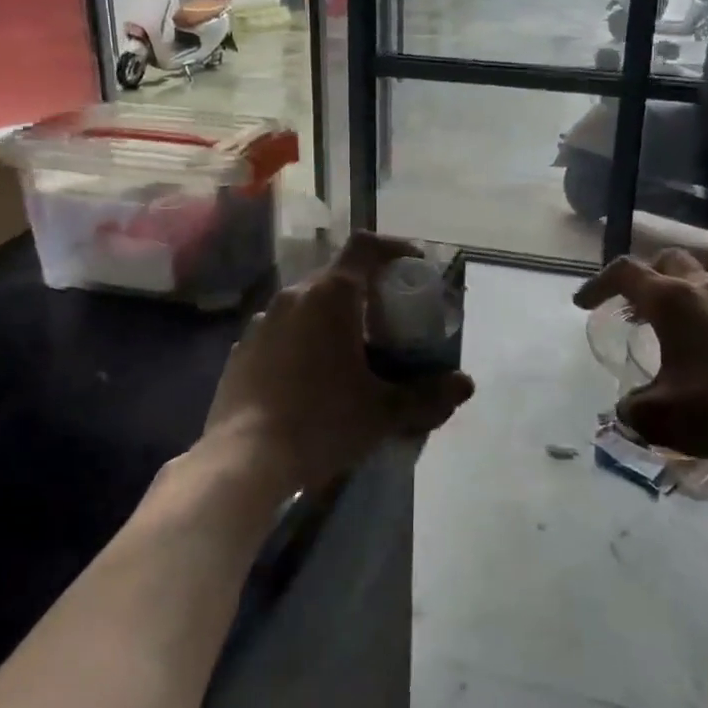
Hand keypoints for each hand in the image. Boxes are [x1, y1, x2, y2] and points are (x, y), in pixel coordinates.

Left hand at [202, 233, 474, 493]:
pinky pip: (282, 332)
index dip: (394, 248)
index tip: (414, 266)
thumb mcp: (384, 411)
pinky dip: (303, 341)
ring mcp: (261, 323)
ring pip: (307, 304)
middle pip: (337, 276)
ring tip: (350, 351)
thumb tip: (466, 385)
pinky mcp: (241, 352)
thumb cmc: (321, 422)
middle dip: (367, 290)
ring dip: (332, 317)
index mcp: (331, 295)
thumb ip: (428, 395)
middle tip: (388, 320)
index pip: (365, 247)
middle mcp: (293, 296)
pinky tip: (311, 378)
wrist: (243, 461)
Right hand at [573, 248, 707, 459]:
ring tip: (665, 320)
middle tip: (630, 305)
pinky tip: (700, 339)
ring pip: (697, 274)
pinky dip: (700, 305)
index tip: (583, 305)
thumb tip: (626, 408)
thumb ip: (630, 408)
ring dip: (675, 288)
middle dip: (642, 277)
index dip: (598, 284)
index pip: (625, 273)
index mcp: (671, 300)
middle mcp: (701, 287)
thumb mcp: (657, 415)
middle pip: (665, 261)